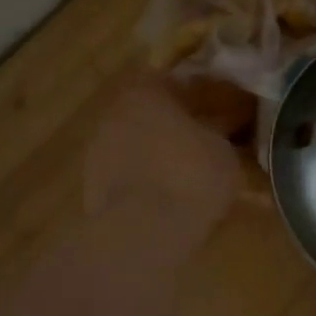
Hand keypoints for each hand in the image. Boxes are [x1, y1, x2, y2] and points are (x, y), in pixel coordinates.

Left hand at [82, 74, 241, 234]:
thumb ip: (218, 131)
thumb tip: (219, 126)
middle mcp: (115, 113)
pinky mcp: (92, 186)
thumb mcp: (223, 149)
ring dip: (158, 154)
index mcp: (146, 92)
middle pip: (151, 113)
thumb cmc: (191, 176)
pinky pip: (128, 174)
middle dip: (176, 126)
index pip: (176, 83)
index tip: (220, 113)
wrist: (144, 232)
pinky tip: (167, 198)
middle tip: (205, 144)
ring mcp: (98, 151)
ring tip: (186, 176)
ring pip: (137, 144)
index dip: (201, 98)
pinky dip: (145, 180)